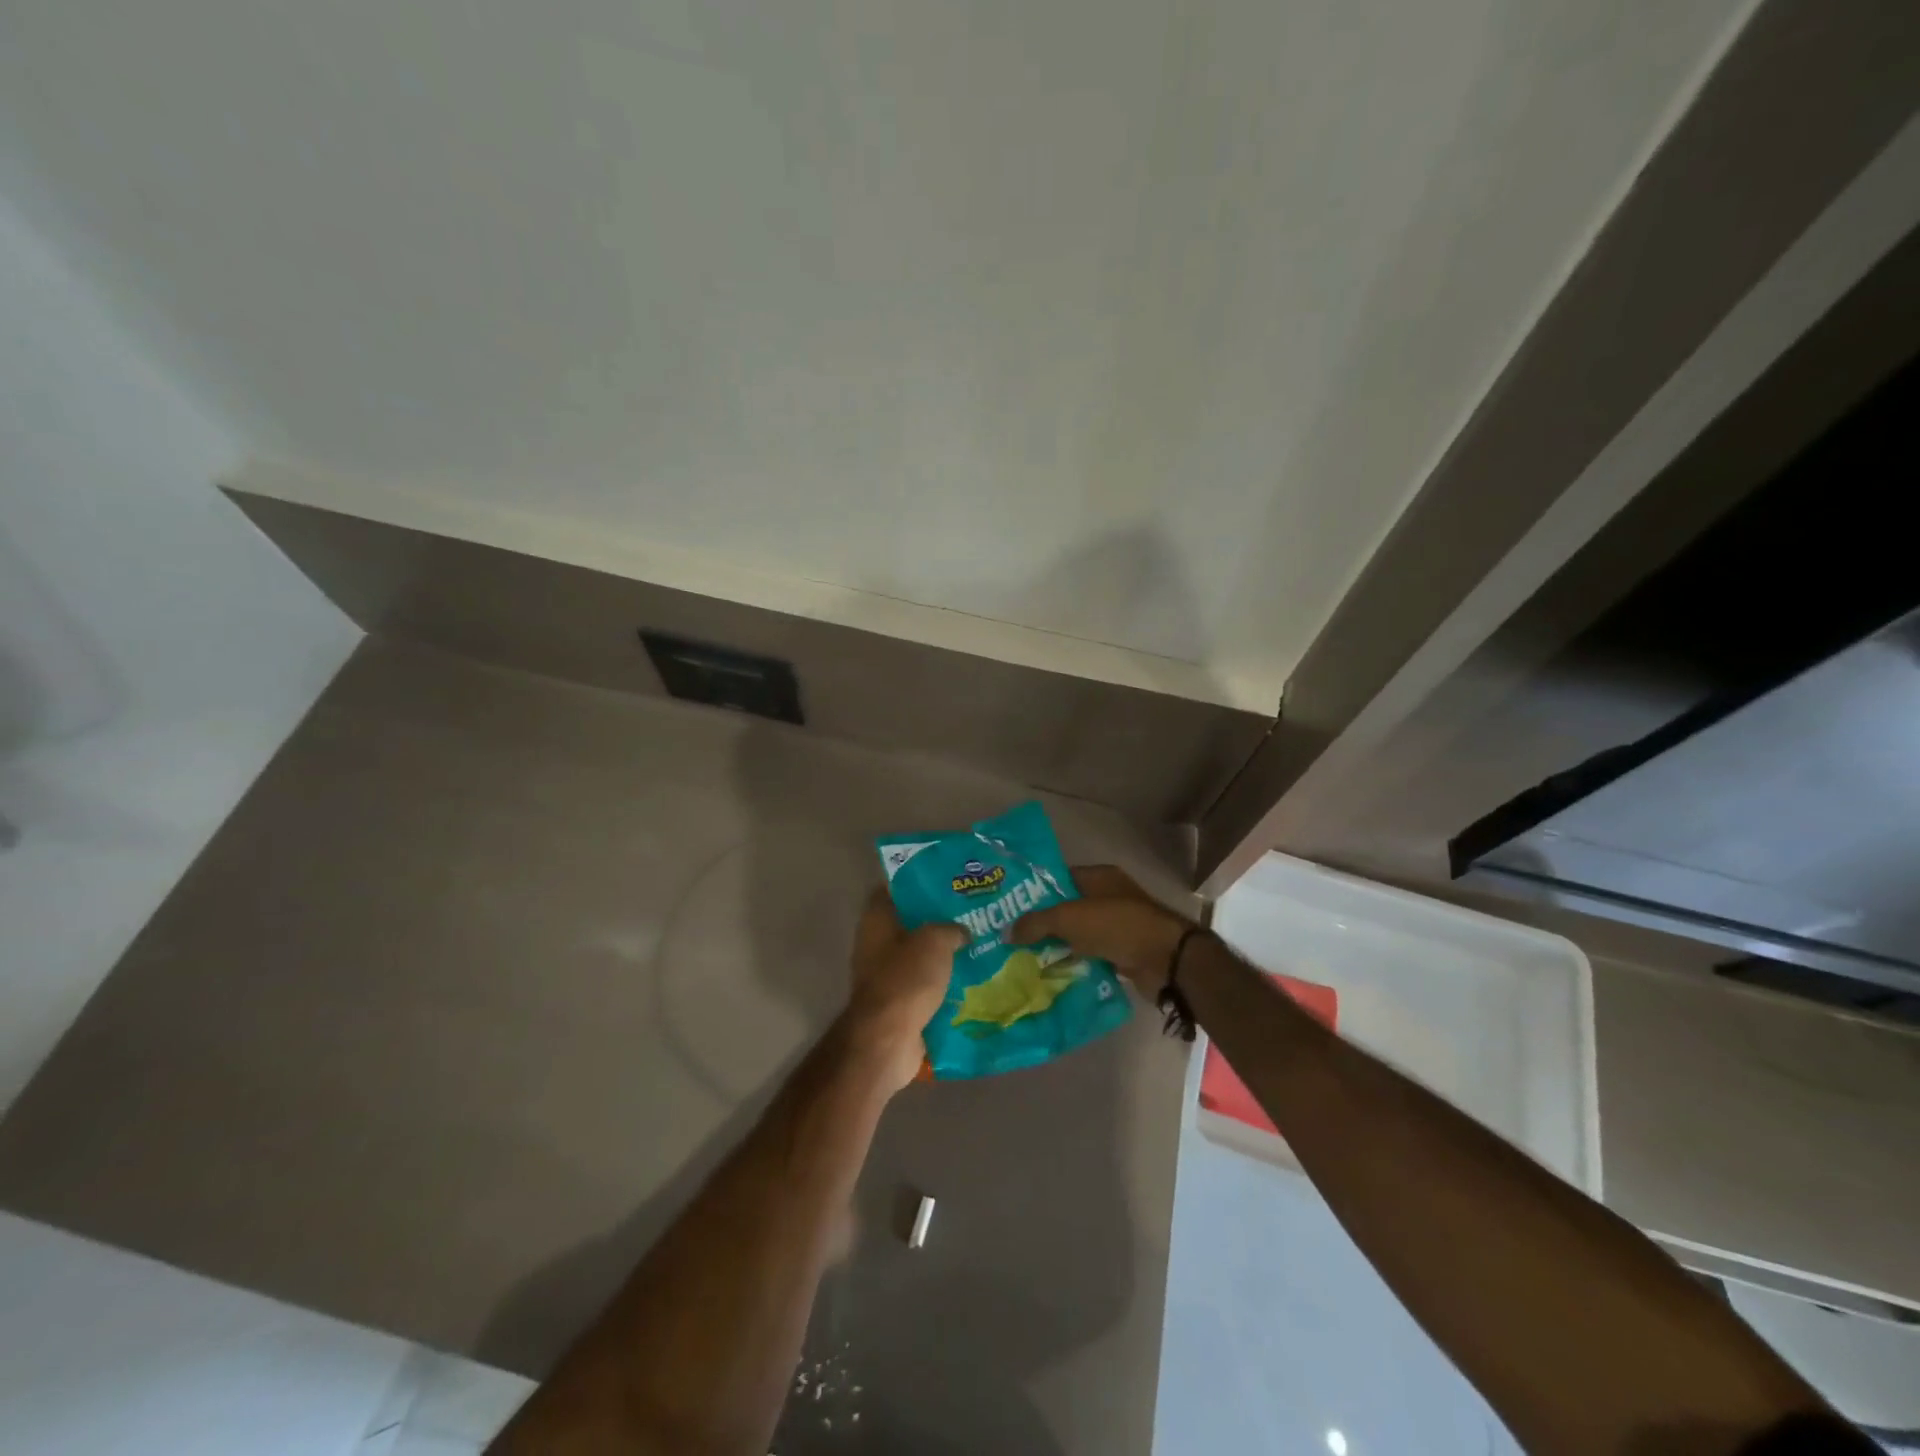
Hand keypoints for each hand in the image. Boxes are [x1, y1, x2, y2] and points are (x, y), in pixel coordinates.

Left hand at [843, 888, 965, 1091]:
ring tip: (978, 942)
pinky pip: (925, 984)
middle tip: (971, 911)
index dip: (918, 880)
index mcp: (877, 920)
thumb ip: (951, 928)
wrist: (888, 1040)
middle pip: (910, 922)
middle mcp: (876, 943)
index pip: (894, 888)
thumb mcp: (935, 940)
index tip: (947, 878)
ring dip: (944, 952)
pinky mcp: (898, 1002)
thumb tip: (962, 932)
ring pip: (920, 955)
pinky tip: (972, 976)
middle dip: (938, 918)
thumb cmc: (906, 979)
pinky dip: (944, 982)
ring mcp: (885, 975)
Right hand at [1010, 865, 1193, 997]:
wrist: (1166, 960)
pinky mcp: (1123, 952)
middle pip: (1067, 908)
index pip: (1059, 878)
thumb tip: (1006, 932)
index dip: (1035, 891)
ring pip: (1078, 935)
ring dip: (1057, 946)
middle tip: (1012, 937)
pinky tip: (1051, 975)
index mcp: (1099, 877)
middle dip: (1042, 923)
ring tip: (1024, 959)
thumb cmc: (1117, 925)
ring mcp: (1117, 926)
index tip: (1010, 908)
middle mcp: (1108, 897)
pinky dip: (1075, 964)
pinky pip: (1091, 955)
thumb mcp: (1069, 918)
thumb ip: (1036, 923)